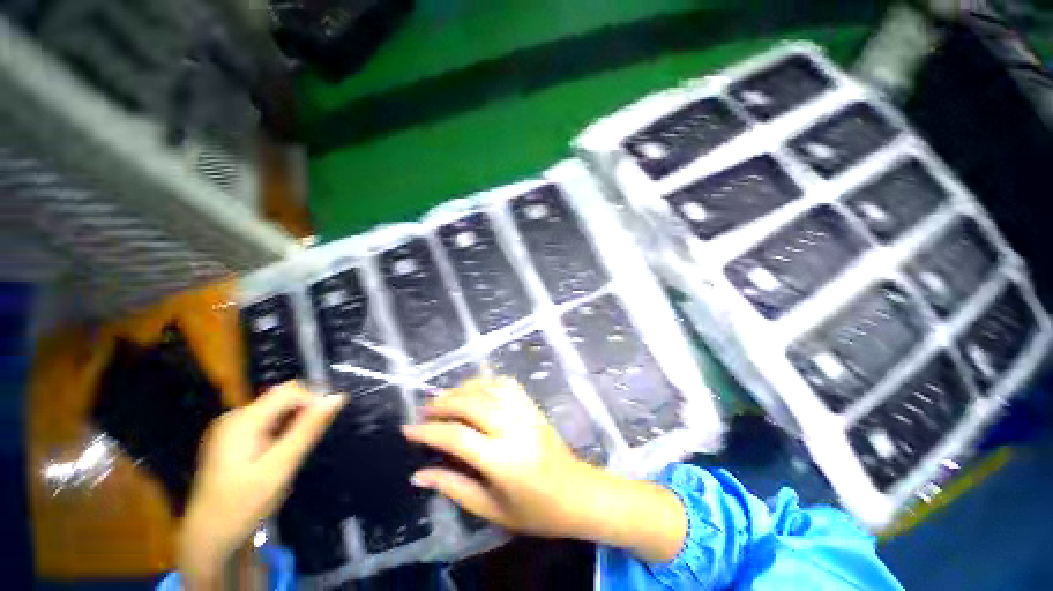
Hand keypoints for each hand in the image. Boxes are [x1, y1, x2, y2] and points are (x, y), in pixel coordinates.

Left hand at [179, 382, 344, 587]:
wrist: (209, 539)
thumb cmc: (244, 504)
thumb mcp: (281, 467)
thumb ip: (308, 429)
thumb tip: (338, 397)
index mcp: (243, 420)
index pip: (290, 390)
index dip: (314, 400)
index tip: (324, 425)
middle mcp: (235, 417)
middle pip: (282, 399)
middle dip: (303, 415)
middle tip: (307, 445)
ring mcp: (230, 429)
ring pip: (276, 412)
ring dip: (293, 425)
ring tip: (293, 454)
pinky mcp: (231, 441)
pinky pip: (265, 424)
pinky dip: (280, 433)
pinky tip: (278, 457)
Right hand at [404, 376, 685, 562]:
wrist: (577, 493)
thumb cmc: (536, 511)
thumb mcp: (491, 509)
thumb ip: (454, 487)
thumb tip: (418, 474)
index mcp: (501, 459)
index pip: (456, 436)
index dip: (428, 431)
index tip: (408, 429)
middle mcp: (512, 428)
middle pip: (471, 404)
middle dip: (443, 403)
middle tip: (424, 409)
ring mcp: (525, 412)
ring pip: (488, 388)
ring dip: (463, 388)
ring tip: (445, 398)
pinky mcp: (533, 406)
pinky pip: (507, 384)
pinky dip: (487, 381)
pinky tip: (476, 388)